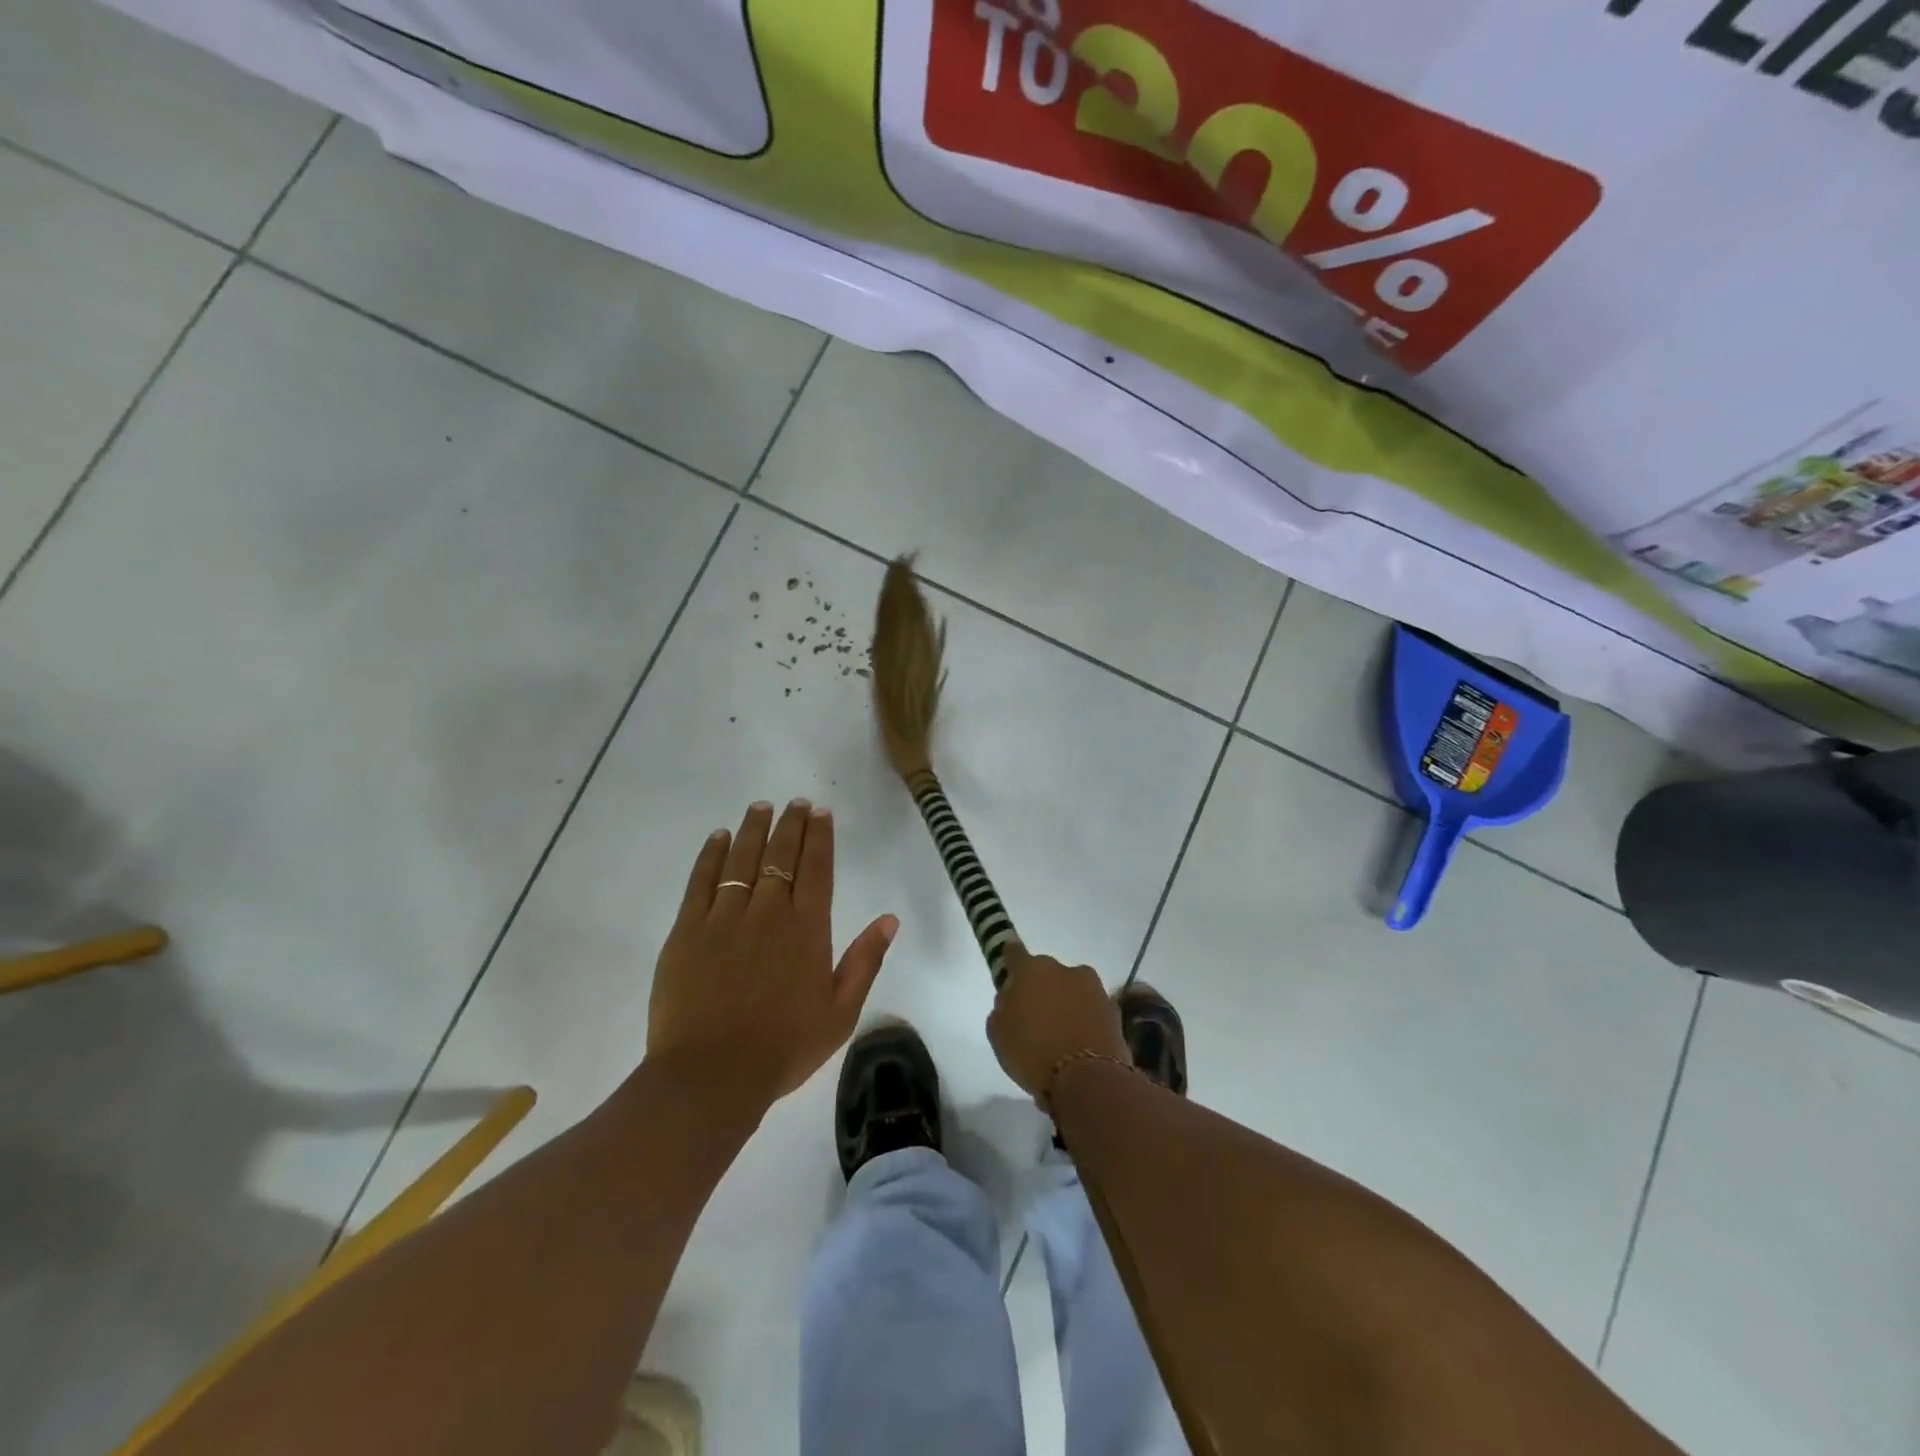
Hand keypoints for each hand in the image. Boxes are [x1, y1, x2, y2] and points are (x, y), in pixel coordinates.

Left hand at [647, 799, 897, 1104]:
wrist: (712, 1075)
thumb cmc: (784, 1046)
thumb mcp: (841, 1012)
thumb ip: (865, 961)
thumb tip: (889, 919)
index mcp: (807, 929)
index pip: (817, 869)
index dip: (820, 837)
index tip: (820, 812)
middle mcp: (769, 912)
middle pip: (781, 856)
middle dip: (790, 824)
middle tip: (795, 803)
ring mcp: (725, 918)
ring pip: (742, 860)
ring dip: (754, 830)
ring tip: (761, 807)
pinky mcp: (688, 931)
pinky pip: (701, 882)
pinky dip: (712, 856)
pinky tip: (719, 838)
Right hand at [986, 946, 1128, 1098]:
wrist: (1088, 1081)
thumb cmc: (1032, 1054)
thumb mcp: (998, 1033)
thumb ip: (1003, 1007)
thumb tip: (1012, 998)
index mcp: (1031, 970)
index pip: (1014, 953)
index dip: (1008, 961)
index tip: (1007, 973)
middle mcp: (1064, 970)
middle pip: (1046, 973)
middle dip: (1040, 988)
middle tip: (1033, 1016)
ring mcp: (1094, 988)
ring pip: (1072, 990)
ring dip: (1065, 1003)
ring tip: (1059, 1034)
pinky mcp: (1114, 1010)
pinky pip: (1091, 1010)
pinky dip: (1085, 1020)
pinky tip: (1079, 1044)